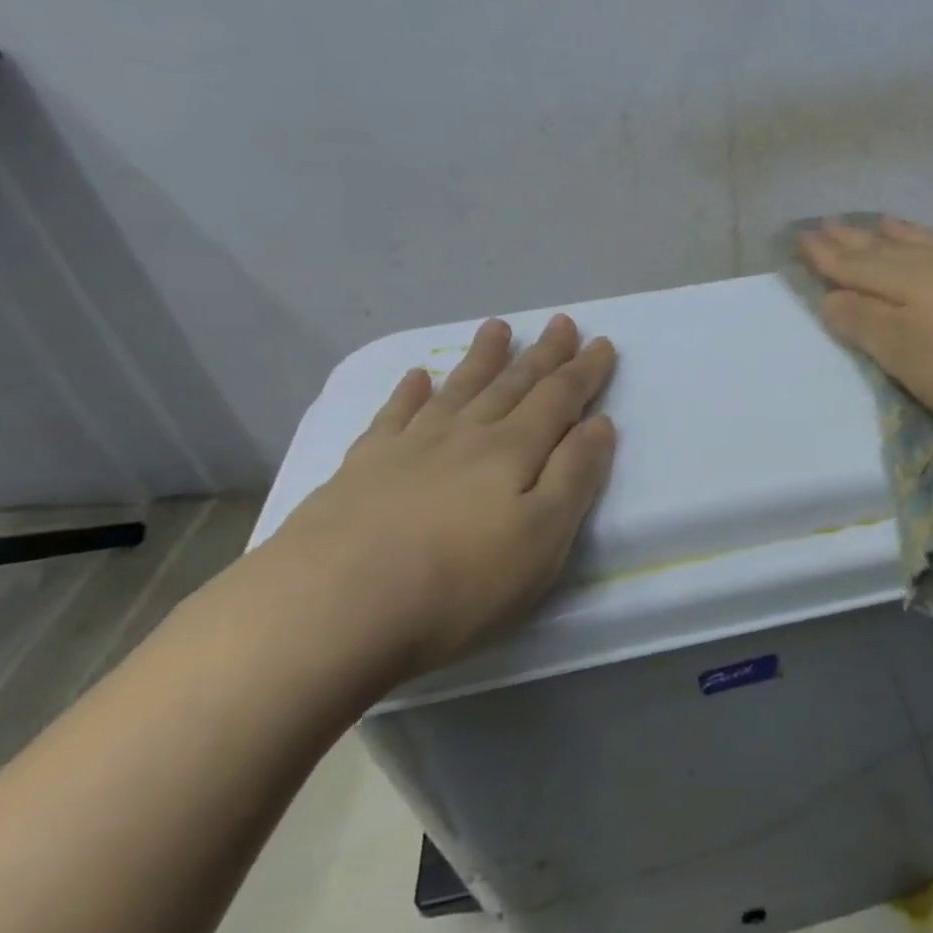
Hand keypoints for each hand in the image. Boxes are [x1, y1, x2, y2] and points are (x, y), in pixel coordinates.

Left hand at [259, 314, 616, 683]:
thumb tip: (598, 423)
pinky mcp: (360, 470)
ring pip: (457, 390)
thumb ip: (574, 476)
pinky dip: (408, 393)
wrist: (329, 610)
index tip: (602, 343)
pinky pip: (392, 416)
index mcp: (513, 451)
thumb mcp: (542, 538)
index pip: (558, 399)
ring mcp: (408, 448)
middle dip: (542, 355)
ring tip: (498, 328)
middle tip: (561, 322)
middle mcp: (464, 436)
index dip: (583, 371)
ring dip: (482, 358)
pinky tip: (415, 377)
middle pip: (512, 385)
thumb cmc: (458, 584)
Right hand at [799, 217, 932, 443]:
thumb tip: (830, 296)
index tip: (802, 238)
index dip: (827, 256)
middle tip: (827, 223)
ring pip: (929, 242)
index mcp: (907, 283)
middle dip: (853, 240)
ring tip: (880, 222)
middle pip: (888, 249)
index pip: (856, 266)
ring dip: (899, 233)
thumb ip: (864, 322)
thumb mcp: (904, 355)